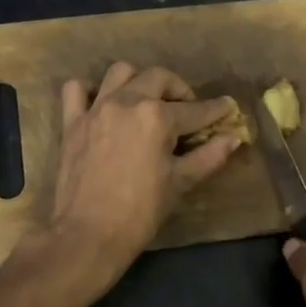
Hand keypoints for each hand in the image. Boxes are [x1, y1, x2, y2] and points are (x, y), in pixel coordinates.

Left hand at [49, 62, 239, 278]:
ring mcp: (96, 109)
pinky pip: (76, 90)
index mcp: (157, 117)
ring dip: (139, 80)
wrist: (89, 234)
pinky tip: (102, 104)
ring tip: (146, 99)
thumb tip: (233, 138)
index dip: (215, 110)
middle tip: (187, 109)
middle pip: (158, 78)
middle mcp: (126, 102)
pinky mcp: (72, 122)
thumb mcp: (180, 183)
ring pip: (120, 72)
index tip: (227, 108)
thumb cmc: (140, 212)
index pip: (195, 110)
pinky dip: (90, 90)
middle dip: (179, 89)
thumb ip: (209, 156)